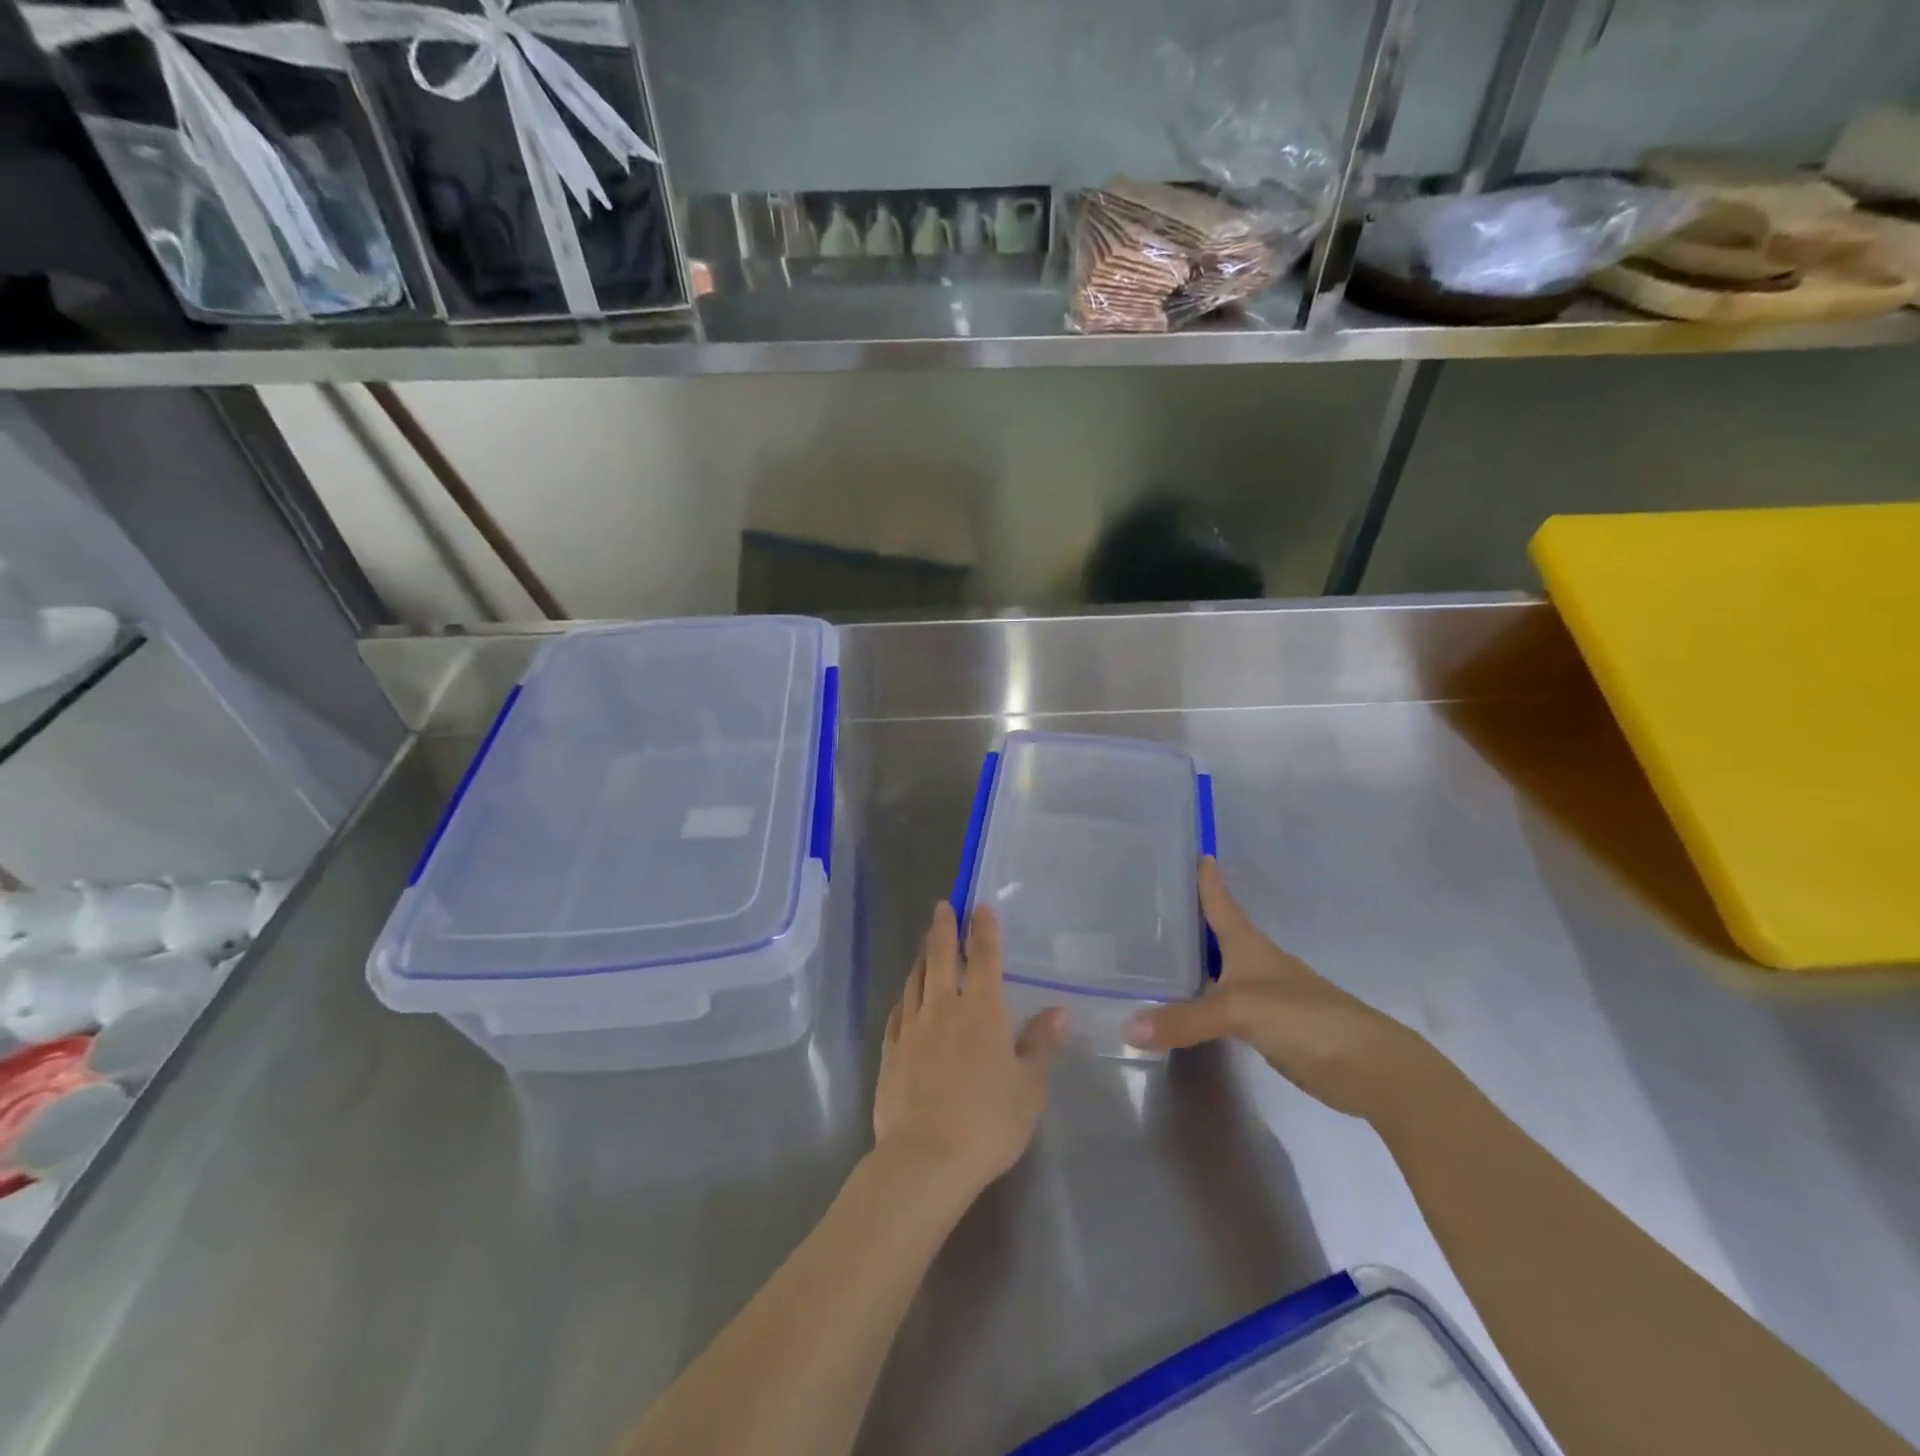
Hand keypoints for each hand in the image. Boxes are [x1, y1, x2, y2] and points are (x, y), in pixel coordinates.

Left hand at [873, 902, 1067, 1199]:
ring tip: (926, 944)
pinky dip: (904, 997)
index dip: (984, 930)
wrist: (926, 1158)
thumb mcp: (1028, 1087)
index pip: (984, 958)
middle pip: (942, 957)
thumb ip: (1040, 1044)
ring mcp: (912, 1028)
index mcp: (982, 1011)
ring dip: (922, 957)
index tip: (979, 906)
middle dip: (944, 928)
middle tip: (942, 907)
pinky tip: (906, 997)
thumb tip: (1060, 1010)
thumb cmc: (988, 1121)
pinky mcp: (891, 1052)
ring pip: (916, 980)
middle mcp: (944, 1008)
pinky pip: (897, 1013)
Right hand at [1126, 859, 1432, 1119]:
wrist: (1369, 1067)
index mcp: (1250, 944)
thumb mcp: (1238, 1011)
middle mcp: (1255, 962)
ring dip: (1193, 958)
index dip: (1206, 878)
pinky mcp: (1266, 1026)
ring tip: (1154, 950)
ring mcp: (1263, 995)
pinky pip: (1222, 1002)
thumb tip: (1127, 1029)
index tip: (1190, 850)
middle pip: (1217, 931)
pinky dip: (1201, 997)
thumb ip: (1183, 1019)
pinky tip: (1182, 1001)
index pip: (1221, 901)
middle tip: (1148, 902)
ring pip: (1219, 967)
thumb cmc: (1304, 1018)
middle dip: (1188, 916)